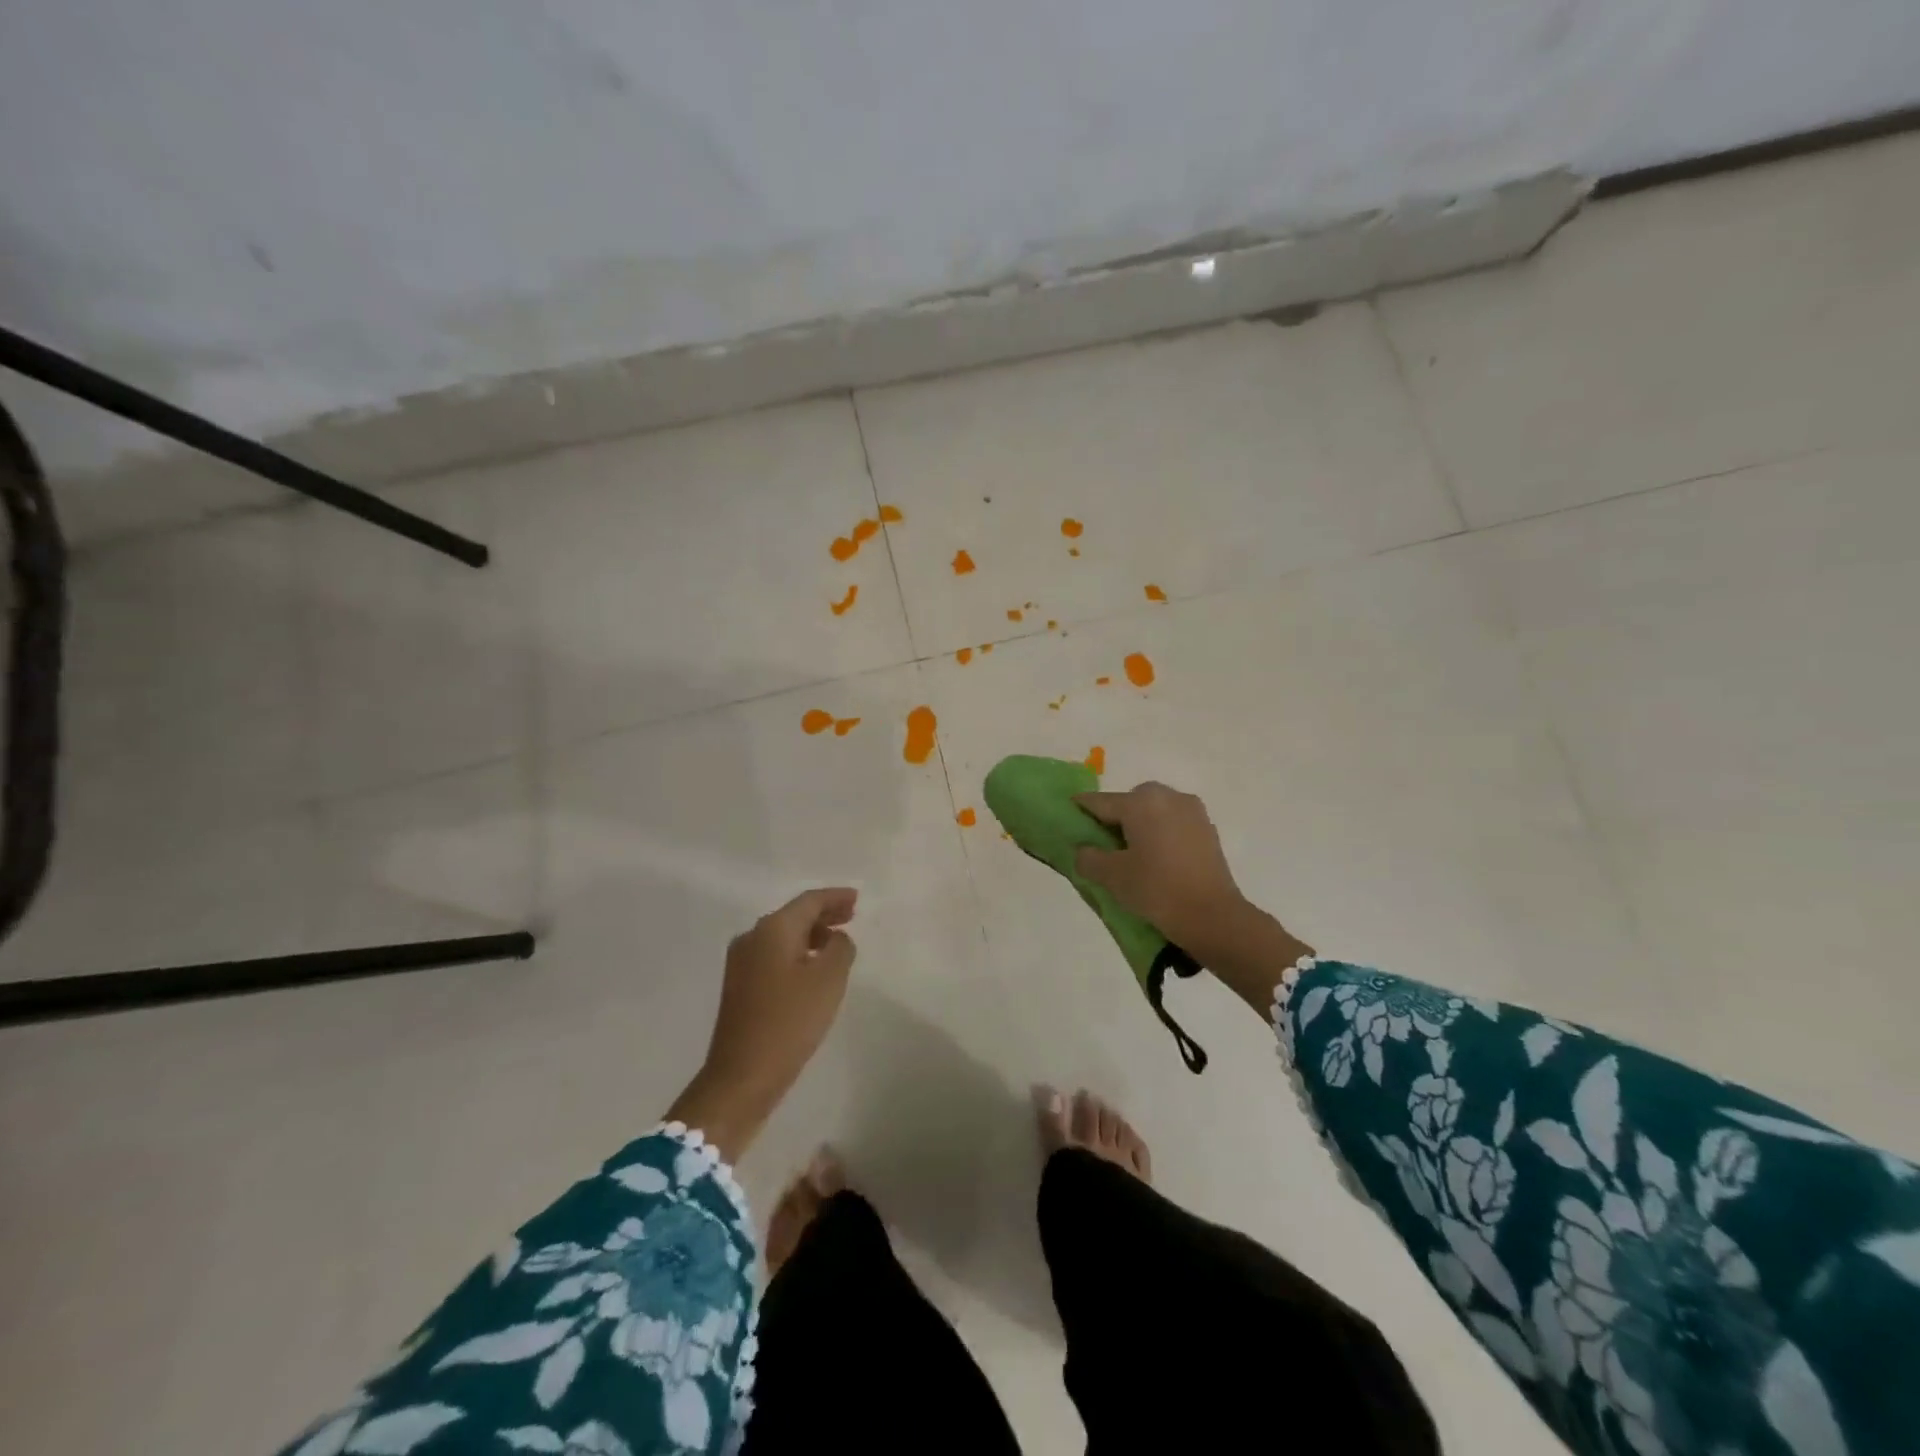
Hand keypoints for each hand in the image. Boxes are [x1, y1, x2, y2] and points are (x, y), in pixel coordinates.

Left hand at [667, 888, 857, 1160]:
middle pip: (793, 915)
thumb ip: (840, 948)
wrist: (741, 1077)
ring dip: (811, 935)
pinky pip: (774, 956)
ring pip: (783, 937)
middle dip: (823, 914)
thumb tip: (836, 939)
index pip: (809, 901)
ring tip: (837, 943)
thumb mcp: (828, 980)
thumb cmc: (789, 1022)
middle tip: (851, 915)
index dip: (835, 897)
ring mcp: (741, 963)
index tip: (858, 899)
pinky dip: (797, 953)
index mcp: (772, 929)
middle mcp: (752, 938)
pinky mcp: (740, 987)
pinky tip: (813, 968)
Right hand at [1074, 782, 1248, 952]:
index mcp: (1140, 802)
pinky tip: (1156, 859)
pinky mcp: (1207, 829)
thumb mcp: (1112, 876)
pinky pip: (1173, 823)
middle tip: (1103, 845)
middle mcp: (1167, 796)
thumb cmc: (1156, 889)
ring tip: (1131, 854)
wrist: (1212, 916)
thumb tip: (1084, 850)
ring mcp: (1192, 811)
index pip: (1100, 801)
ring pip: (1154, 811)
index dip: (1080, 809)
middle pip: (1130, 802)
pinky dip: (1160, 834)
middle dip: (1114, 818)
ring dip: (1140, 825)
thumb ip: (1089, 857)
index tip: (1068, 817)